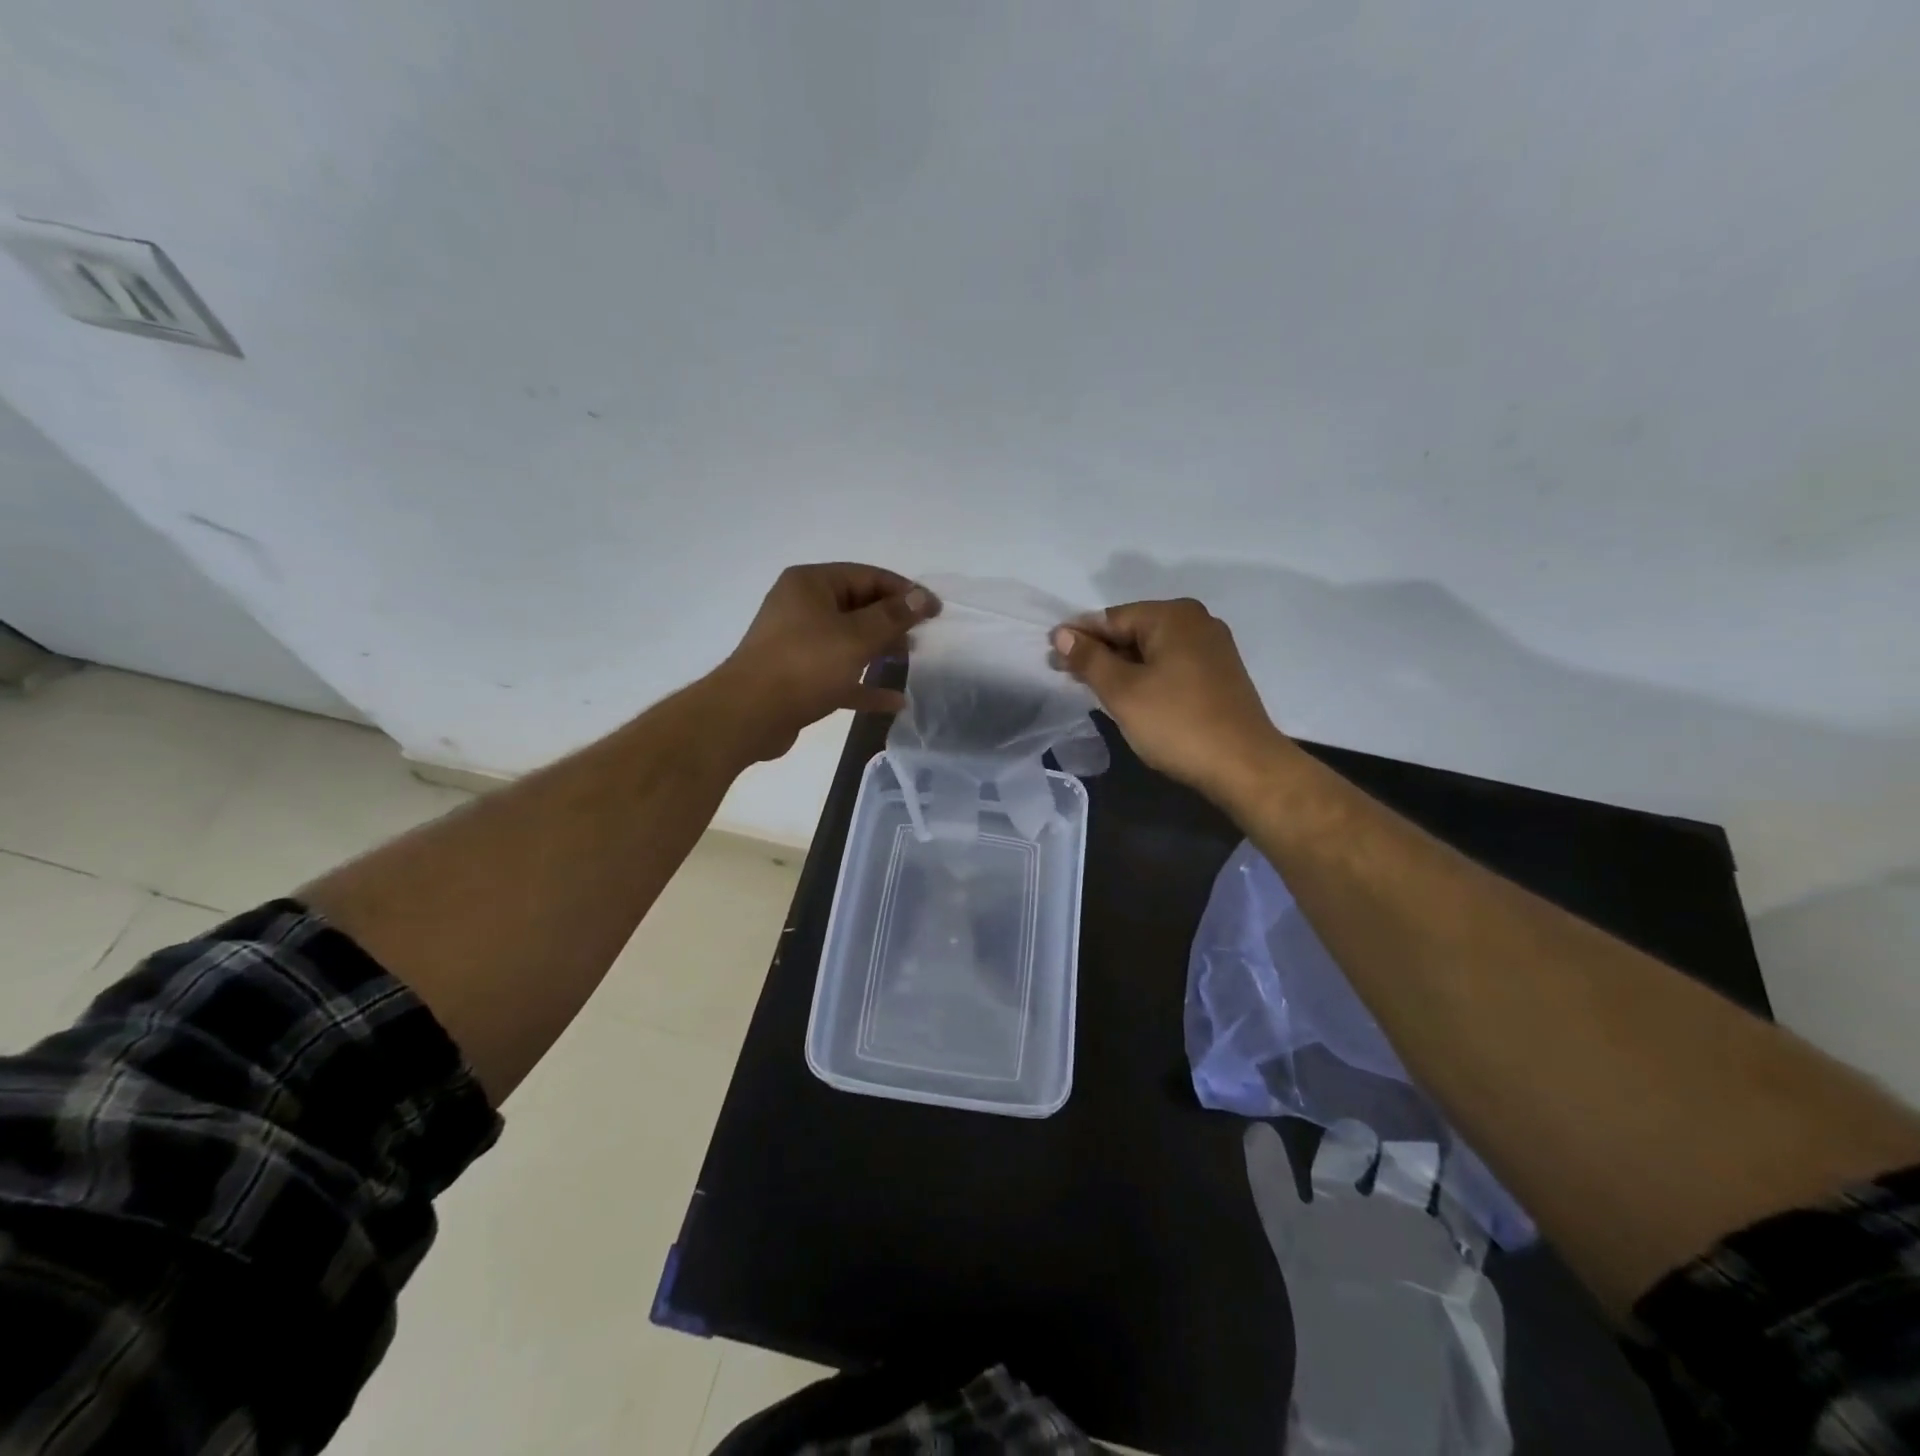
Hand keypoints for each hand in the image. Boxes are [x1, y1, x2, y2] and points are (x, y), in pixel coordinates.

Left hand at [708, 563, 932, 761]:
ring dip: (880, 650)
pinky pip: (839, 673)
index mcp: (811, 584)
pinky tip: (894, 701)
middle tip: (924, 636)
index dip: (904, 591)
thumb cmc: (804, 665)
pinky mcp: (797, 677)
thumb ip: (892, 617)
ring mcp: (797, 643)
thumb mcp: (856, 637)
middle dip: (892, 621)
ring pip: (848, 640)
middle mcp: (802, 607)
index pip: (867, 576)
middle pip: (858, 606)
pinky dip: (864, 683)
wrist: (748, 715)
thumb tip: (921, 596)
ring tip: (911, 660)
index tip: (934, 610)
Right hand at [1051, 598, 1290, 803]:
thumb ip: (1089, 659)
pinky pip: (1170, 666)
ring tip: (1093, 690)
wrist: (1244, 766)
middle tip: (1067, 677)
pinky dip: (1146, 677)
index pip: (1112, 618)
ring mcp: (1212, 648)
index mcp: (1174, 616)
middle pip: (1133, 631)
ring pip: (1152, 651)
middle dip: (1099, 653)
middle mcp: (1197, 622)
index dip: (1079, 637)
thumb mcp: (1122, 691)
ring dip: (1121, 668)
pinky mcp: (1219, 675)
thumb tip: (1062, 635)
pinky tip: (1130, 698)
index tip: (1051, 657)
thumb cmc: (1177, 723)